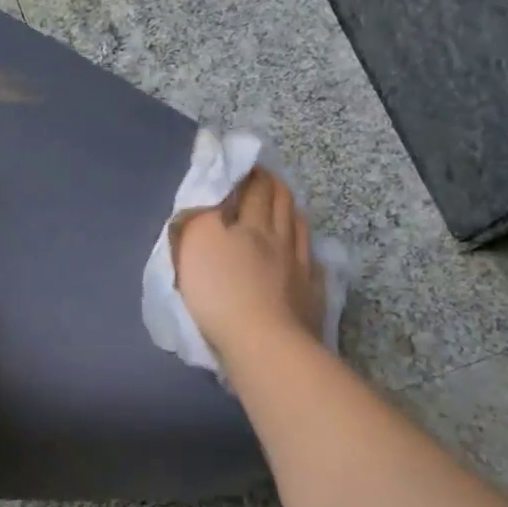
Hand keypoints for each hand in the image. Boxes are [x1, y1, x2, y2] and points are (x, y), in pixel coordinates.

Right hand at [174, 167, 324, 366]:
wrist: (262, 343)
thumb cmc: (220, 291)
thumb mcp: (195, 243)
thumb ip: (200, 211)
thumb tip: (210, 186)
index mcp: (250, 225)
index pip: (253, 189)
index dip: (250, 173)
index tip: (245, 163)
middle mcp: (279, 239)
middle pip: (281, 204)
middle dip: (273, 186)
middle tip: (266, 177)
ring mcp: (299, 268)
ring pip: (299, 230)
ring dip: (292, 212)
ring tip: (286, 206)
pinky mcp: (310, 297)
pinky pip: (312, 266)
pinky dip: (307, 253)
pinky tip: (306, 256)